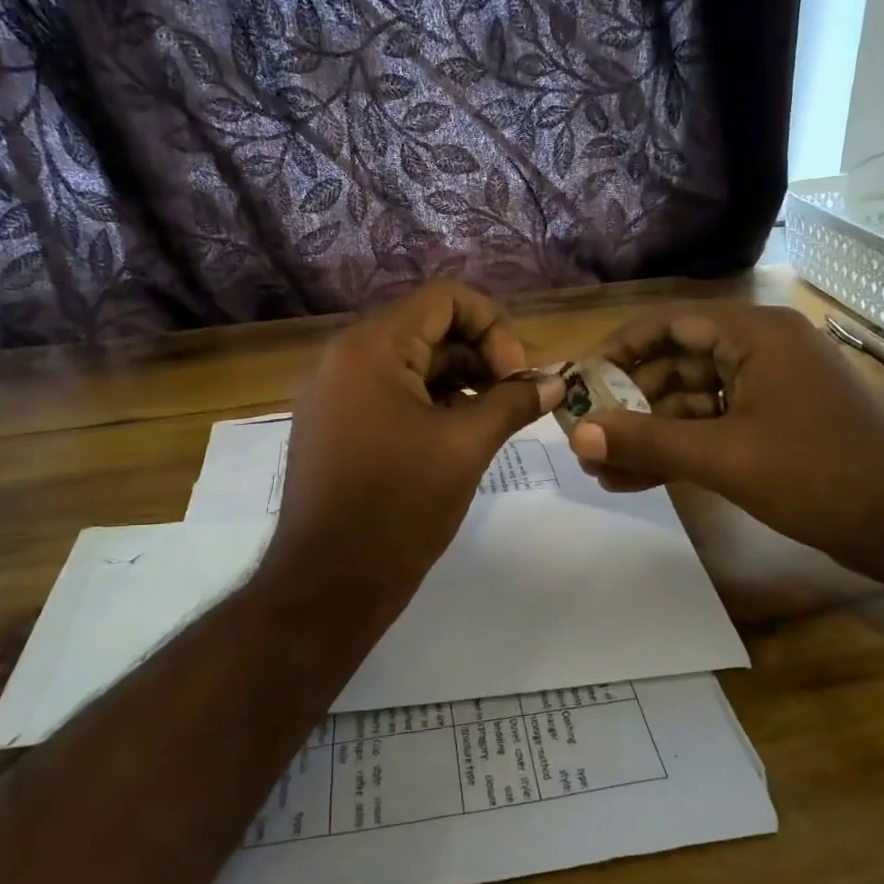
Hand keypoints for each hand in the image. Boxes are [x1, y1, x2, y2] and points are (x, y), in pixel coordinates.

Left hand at [263, 283, 561, 616]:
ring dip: (461, 384)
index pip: (446, 300)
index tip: (518, 377)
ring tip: (497, 420)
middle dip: (482, 358)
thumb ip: (512, 402)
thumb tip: (553, 382)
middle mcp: (345, 358)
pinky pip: (391, 396)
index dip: (494, 328)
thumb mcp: (466, 446)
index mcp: (371, 348)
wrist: (330, 583)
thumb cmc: (399, 507)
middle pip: (429, 331)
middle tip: (519, 400)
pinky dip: (432, 406)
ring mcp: (335, 394)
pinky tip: (462, 436)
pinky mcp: (335, 426)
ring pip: (412, 366)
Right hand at [566, 304, 883, 573]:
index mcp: (756, 334)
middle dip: (631, 404)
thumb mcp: (722, 456)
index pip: (670, 322)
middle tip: (589, 438)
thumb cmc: (815, 475)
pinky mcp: (776, 421)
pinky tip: (640, 478)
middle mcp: (762, 348)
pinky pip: (716, 424)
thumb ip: (645, 441)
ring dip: (651, 433)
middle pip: (678, 363)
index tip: (581, 381)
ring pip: (693, 400)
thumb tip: (577, 437)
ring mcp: (772, 386)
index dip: (619, 349)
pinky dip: (682, 447)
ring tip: (604, 471)